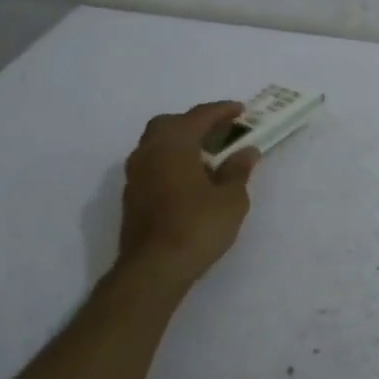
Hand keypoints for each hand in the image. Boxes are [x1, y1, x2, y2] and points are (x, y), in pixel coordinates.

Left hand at [117, 102, 259, 289]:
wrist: (154, 269)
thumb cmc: (197, 227)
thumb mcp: (231, 199)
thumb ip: (238, 170)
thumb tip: (246, 151)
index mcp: (174, 143)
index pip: (200, 115)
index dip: (223, 111)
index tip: (242, 110)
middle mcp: (149, 150)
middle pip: (172, 124)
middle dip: (196, 123)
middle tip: (221, 133)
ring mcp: (135, 173)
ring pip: (158, 144)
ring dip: (182, 143)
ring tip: (208, 158)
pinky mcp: (132, 195)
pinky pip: (154, 165)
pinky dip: (172, 162)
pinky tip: (190, 180)